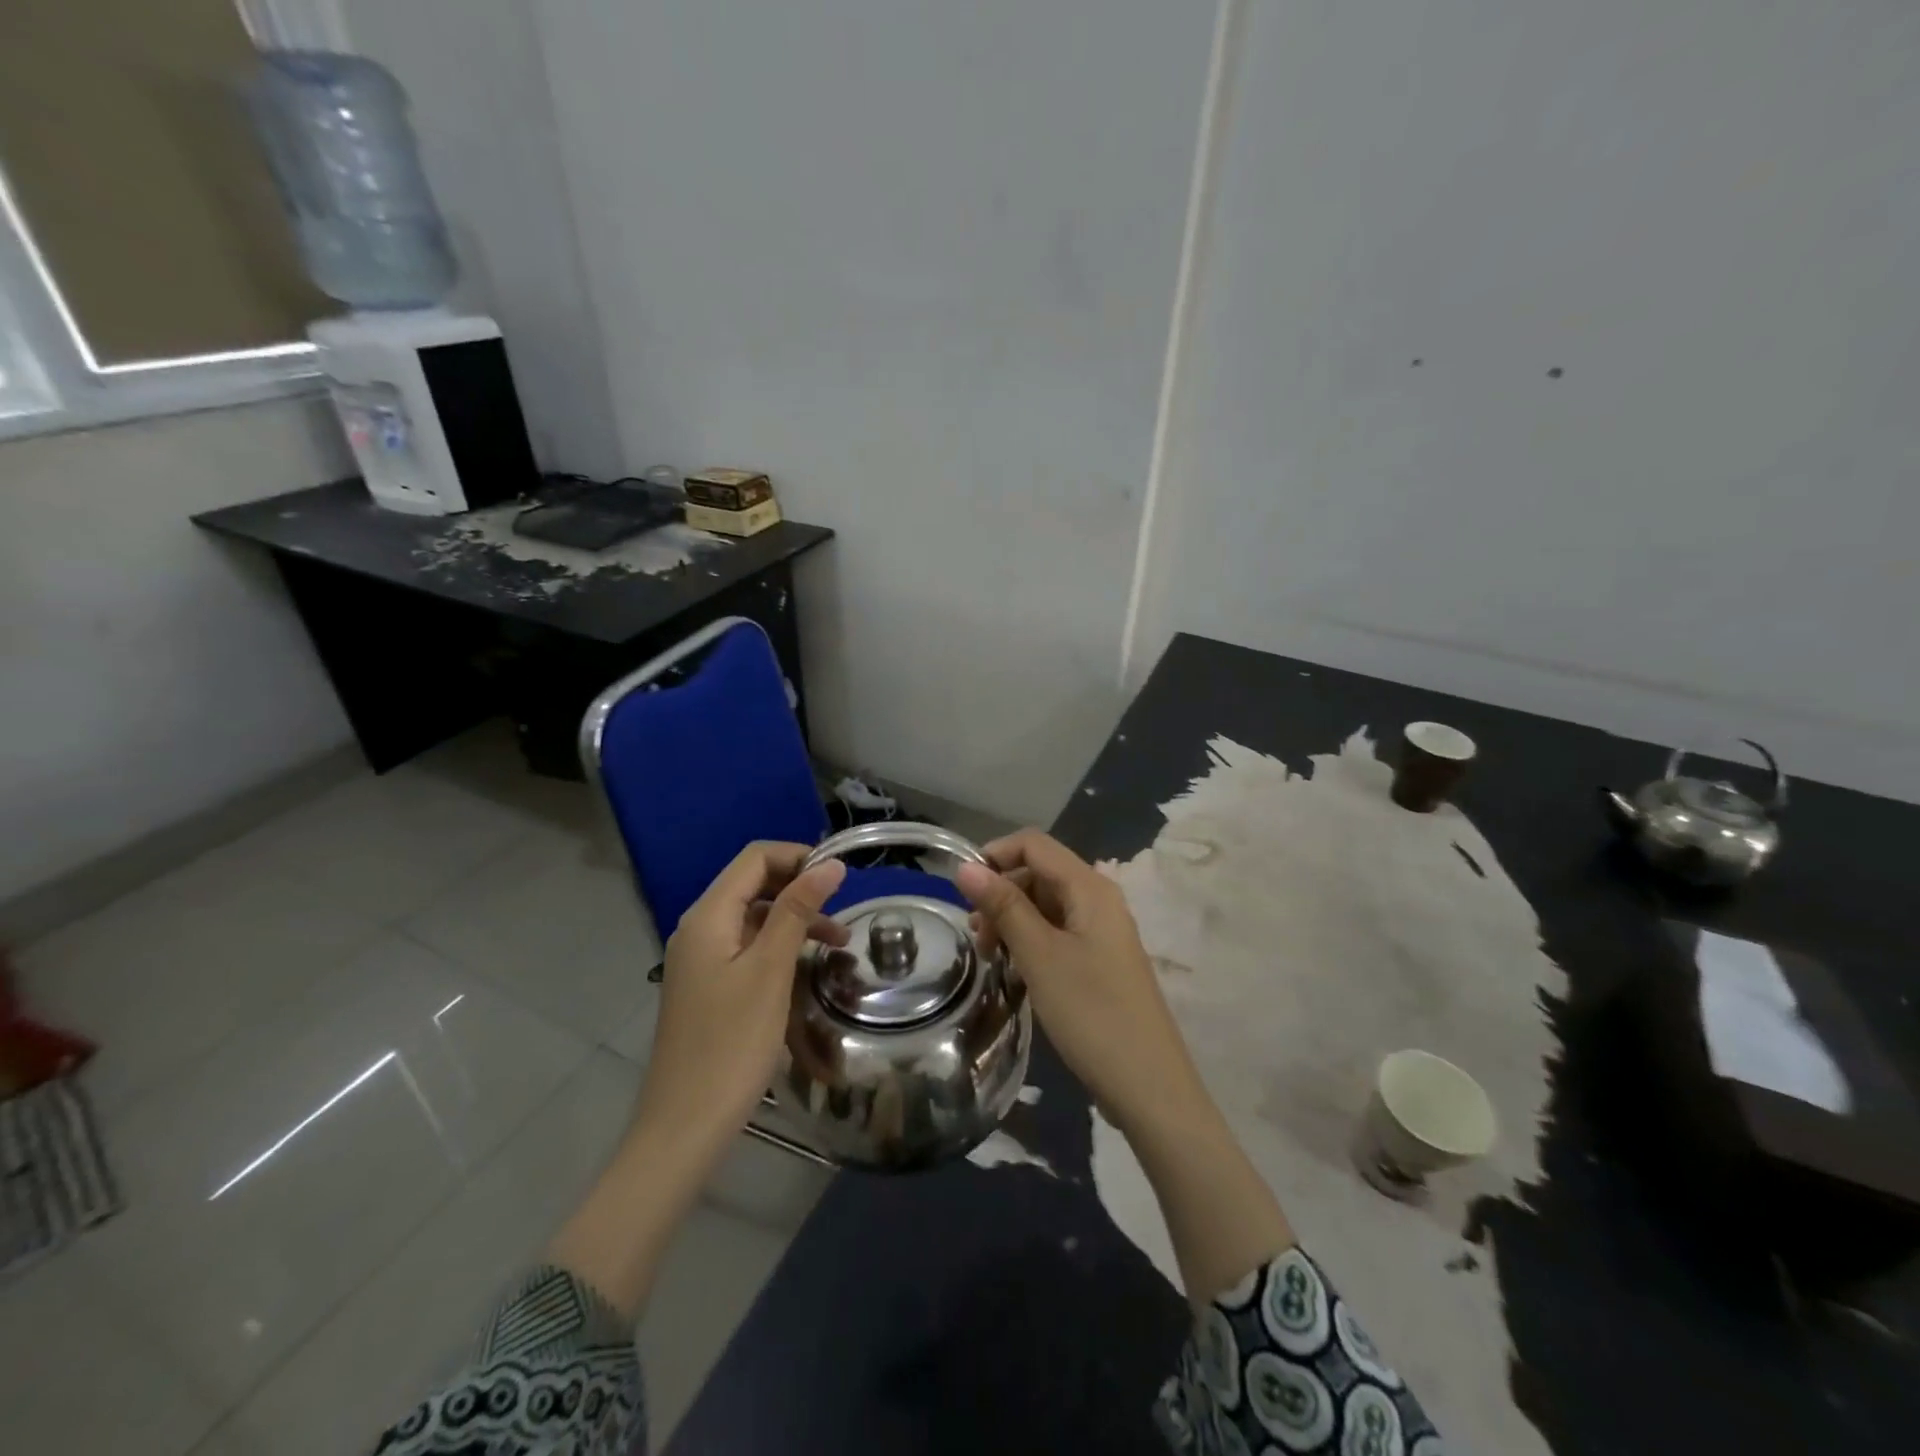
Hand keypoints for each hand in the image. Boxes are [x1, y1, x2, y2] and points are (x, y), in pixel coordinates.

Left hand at [635, 842, 847, 1151]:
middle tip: (845, 908)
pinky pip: (749, 949)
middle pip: (754, 885)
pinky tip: (808, 968)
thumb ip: (797, 911)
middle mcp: (699, 929)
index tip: (842, 877)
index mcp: (708, 917)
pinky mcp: (709, 987)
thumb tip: (830, 864)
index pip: (755, 858)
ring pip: (755, 919)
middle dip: (800, 888)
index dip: (799, 857)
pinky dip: (781, 948)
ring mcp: (702, 960)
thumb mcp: (771, 971)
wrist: (685, 1126)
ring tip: (840, 943)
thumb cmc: (732, 1044)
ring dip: (796, 920)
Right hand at [955, 829, 1206, 1138]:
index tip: (962, 892)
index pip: (1034, 844)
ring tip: (990, 957)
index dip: (994, 856)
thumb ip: (1004, 907)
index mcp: (1089, 888)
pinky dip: (1031, 942)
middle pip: (1039, 873)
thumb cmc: (1091, 1013)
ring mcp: (1101, 931)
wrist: (1148, 1086)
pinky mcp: (1100, 960)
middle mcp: (1098, 899)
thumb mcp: (1039, 956)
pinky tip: (1015, 970)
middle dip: (1001, 893)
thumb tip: (966, 866)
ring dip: (1012, 920)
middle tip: (976, 937)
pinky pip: (1058, 932)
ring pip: (1046, 905)